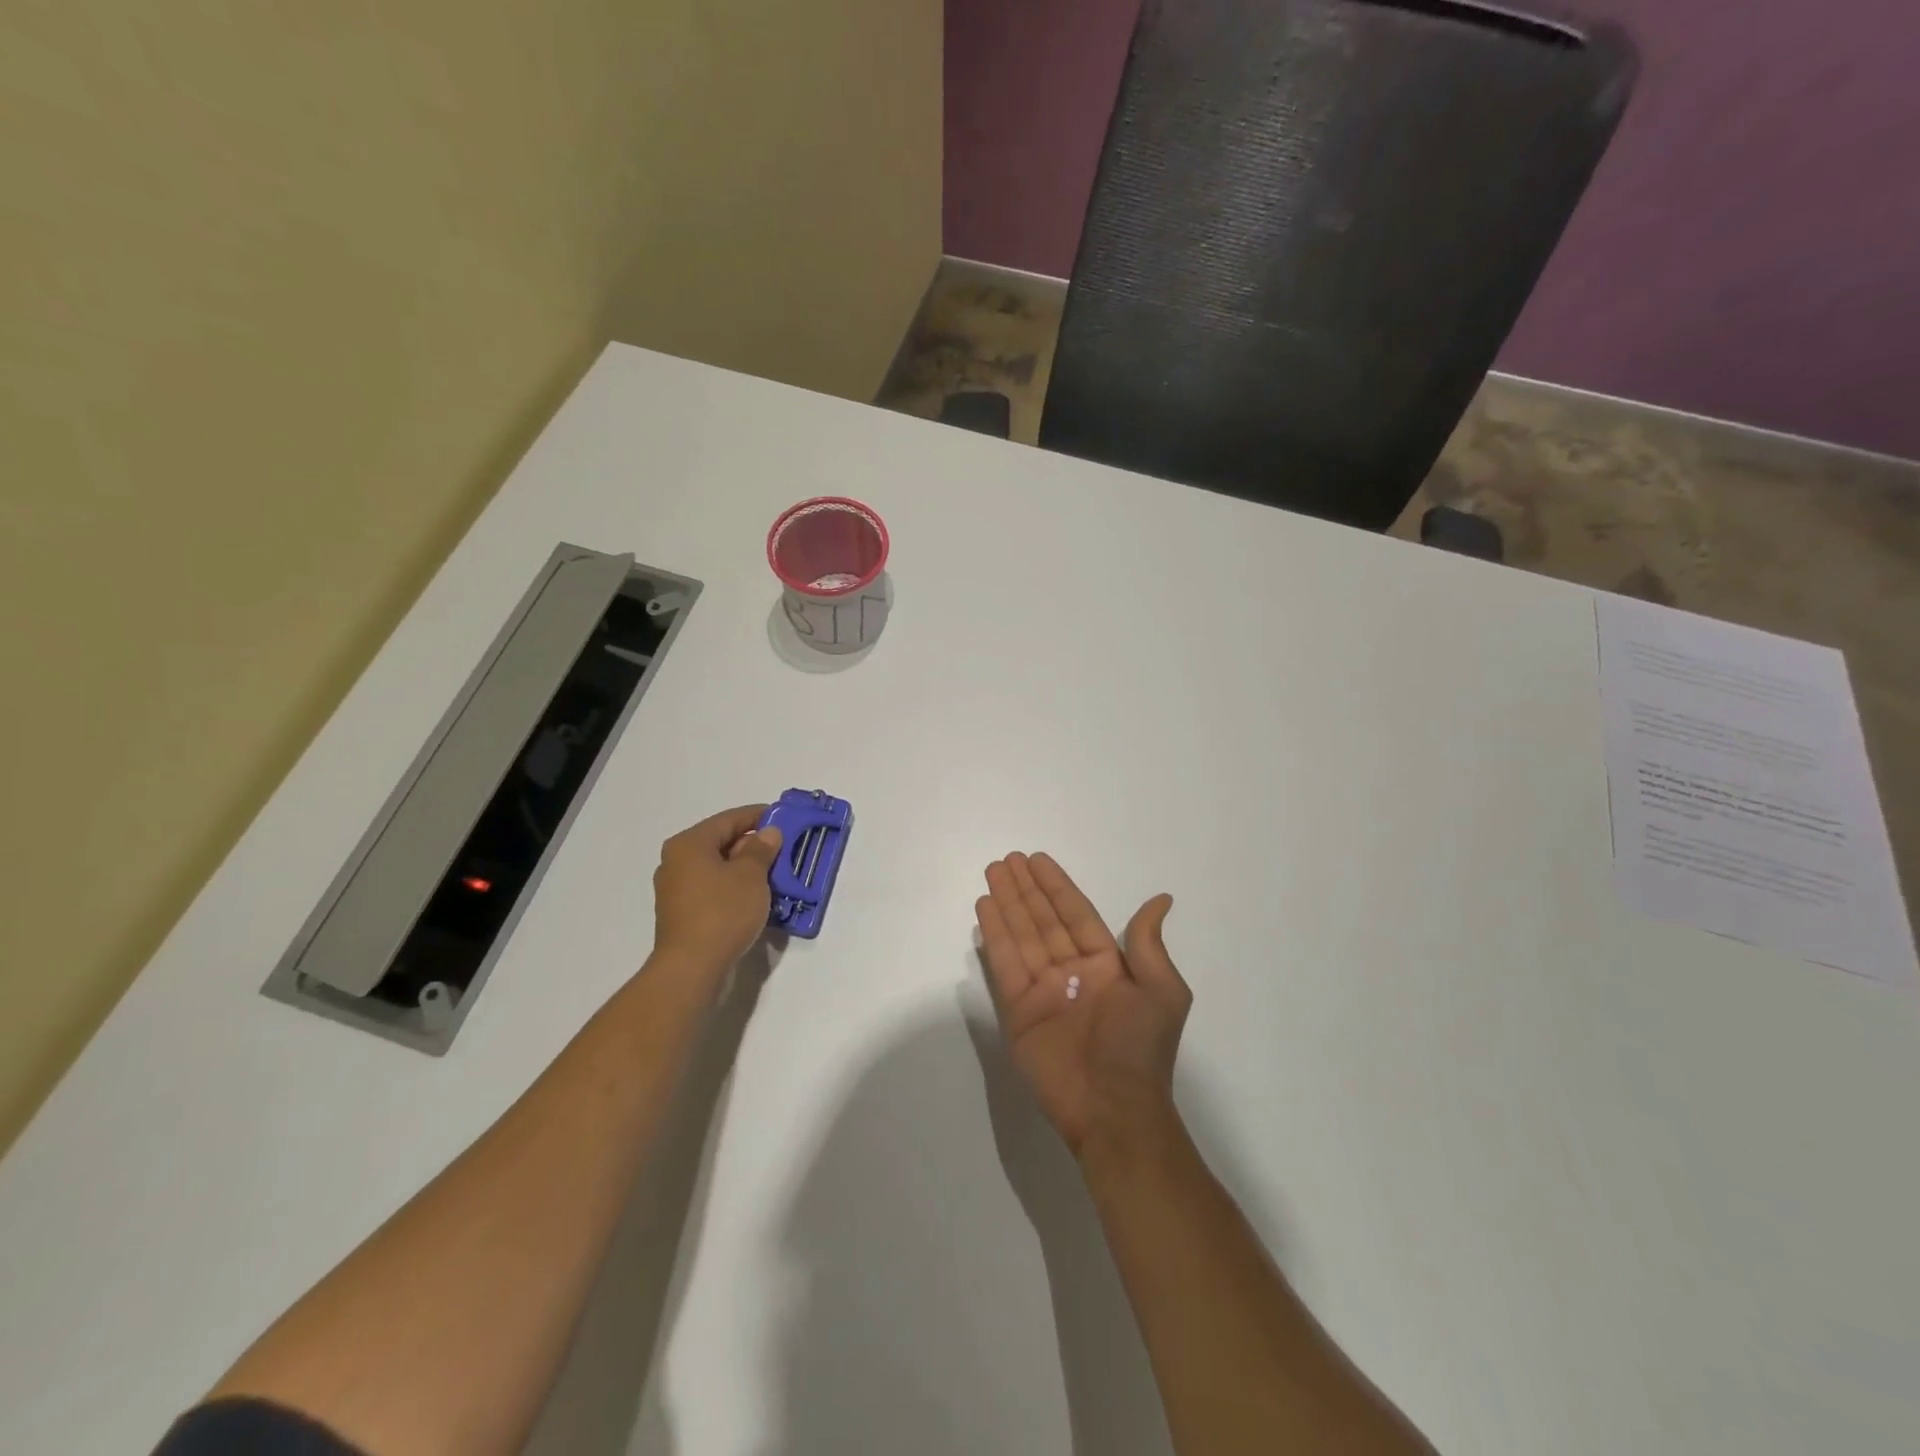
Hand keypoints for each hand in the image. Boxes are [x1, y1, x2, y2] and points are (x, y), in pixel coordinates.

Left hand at [652, 805, 783, 976]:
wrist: (691, 968)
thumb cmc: (722, 912)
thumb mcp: (751, 876)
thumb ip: (761, 849)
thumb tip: (767, 833)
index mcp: (689, 844)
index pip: (729, 819)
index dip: (758, 815)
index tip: (783, 817)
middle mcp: (676, 861)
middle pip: (721, 842)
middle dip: (753, 845)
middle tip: (783, 849)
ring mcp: (676, 890)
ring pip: (717, 868)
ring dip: (745, 869)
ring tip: (774, 874)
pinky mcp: (682, 913)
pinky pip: (712, 889)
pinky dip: (733, 888)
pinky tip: (755, 897)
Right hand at [975, 852, 1190, 1158]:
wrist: (1113, 1110)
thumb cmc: (1140, 1047)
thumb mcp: (1161, 992)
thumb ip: (1149, 944)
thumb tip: (1162, 899)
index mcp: (1107, 966)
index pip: (1076, 915)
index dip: (1057, 887)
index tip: (1037, 860)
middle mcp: (1072, 972)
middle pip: (1044, 920)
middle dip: (1026, 889)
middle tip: (1008, 859)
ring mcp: (1043, 991)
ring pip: (1022, 935)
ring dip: (1007, 903)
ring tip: (993, 872)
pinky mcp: (1018, 1011)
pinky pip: (1005, 964)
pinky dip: (995, 935)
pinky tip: (985, 908)